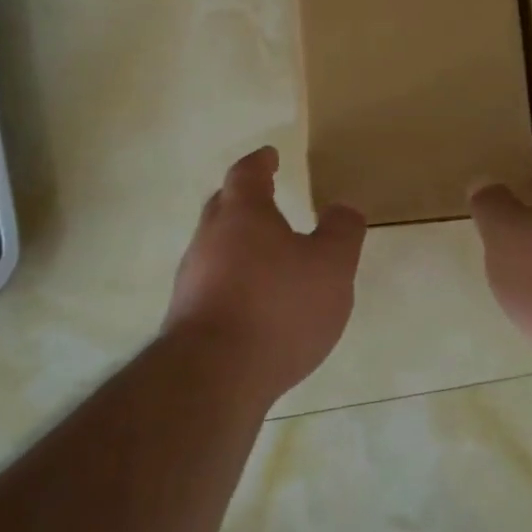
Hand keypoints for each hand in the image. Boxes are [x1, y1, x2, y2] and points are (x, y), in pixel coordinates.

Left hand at [162, 147, 366, 400]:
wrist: (214, 376)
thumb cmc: (278, 307)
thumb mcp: (331, 266)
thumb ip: (342, 232)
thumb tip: (343, 207)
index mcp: (243, 214)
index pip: (247, 173)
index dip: (260, 162)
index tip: (270, 155)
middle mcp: (209, 238)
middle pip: (223, 206)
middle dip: (244, 198)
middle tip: (266, 198)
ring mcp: (192, 278)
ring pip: (215, 246)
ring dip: (238, 243)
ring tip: (267, 255)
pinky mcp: (187, 315)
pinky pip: (212, 282)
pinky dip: (233, 279)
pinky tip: (253, 302)